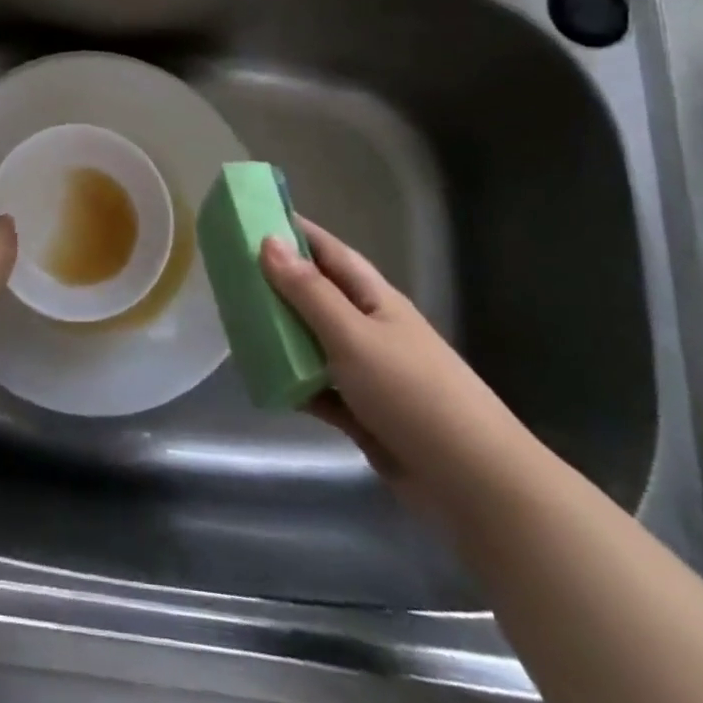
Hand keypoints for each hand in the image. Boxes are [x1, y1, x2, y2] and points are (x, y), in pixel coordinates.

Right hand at [262, 216, 537, 522]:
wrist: (473, 484)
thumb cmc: (413, 393)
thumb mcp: (354, 335)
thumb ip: (308, 292)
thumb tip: (268, 241)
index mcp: (374, 298)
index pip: (328, 251)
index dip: (294, 231)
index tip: (252, 217)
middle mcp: (369, 328)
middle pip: (316, 296)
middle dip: (276, 284)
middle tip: (228, 273)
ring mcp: (367, 372)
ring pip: (312, 343)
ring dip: (280, 335)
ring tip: (235, 323)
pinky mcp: (362, 413)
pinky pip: (317, 389)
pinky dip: (292, 384)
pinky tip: (262, 380)